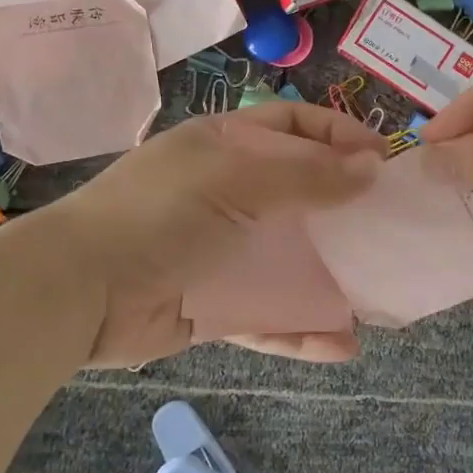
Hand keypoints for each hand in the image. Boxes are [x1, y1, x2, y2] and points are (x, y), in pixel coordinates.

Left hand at [36, 103, 385, 367]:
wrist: (80, 289)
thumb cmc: (160, 214)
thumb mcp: (234, 179)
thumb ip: (305, 175)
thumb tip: (370, 167)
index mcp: (224, 148)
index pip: (293, 127)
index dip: (339, 137)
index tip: (384, 162)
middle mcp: (227, 195)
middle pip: (300, 196)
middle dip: (346, 213)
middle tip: (393, 230)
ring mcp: (221, 253)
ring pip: (289, 262)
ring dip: (331, 279)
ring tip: (377, 296)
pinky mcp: (213, 307)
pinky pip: (267, 319)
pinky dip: (301, 331)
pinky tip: (341, 345)